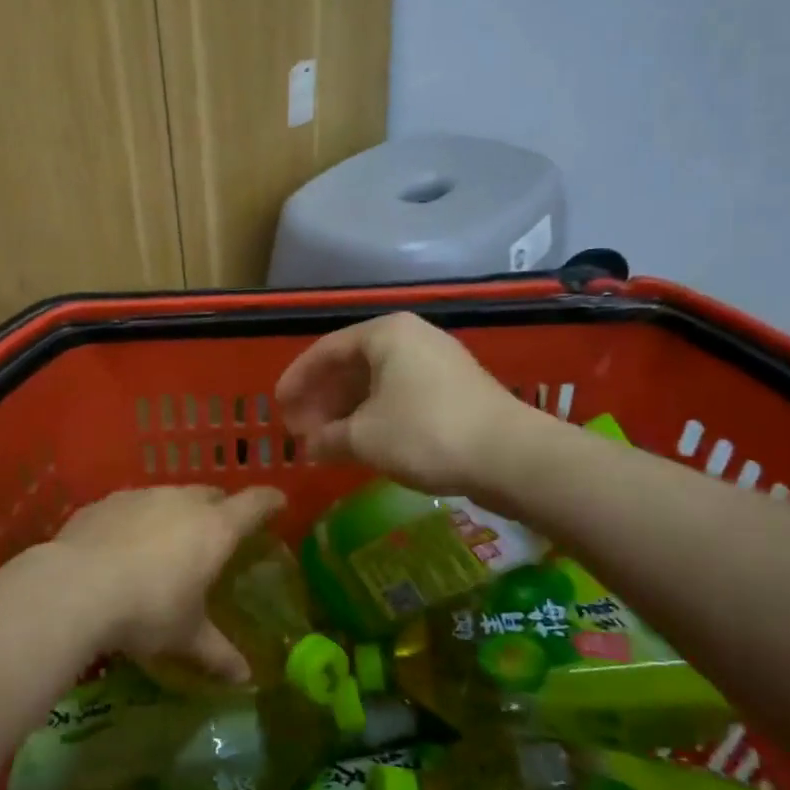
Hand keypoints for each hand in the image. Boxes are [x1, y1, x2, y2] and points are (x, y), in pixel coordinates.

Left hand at [52, 485, 284, 682]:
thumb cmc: (148, 610)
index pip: (254, 504)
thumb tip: (246, 678)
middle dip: (219, 507)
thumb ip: (217, 652)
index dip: (269, 501)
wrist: (76, 587)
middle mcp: (181, 502)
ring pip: (169, 496)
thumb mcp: (186, 637)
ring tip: (168, 540)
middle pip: (211, 494)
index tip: (278, 502)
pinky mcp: (106, 502)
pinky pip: (131, 505)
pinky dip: (136, 519)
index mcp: (214, 529)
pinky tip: (123, 544)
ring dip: (175, 512)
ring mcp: (141, 496)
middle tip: (219, 529)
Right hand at [275, 311, 537, 494]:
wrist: (511, 456)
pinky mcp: (456, 389)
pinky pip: (401, 394)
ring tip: (327, 440)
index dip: (298, 379)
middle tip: (301, 428)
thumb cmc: (425, 434)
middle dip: (323, 398)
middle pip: (352, 364)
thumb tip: (309, 446)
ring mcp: (438, 362)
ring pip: (378, 382)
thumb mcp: (364, 438)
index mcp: (386, 334)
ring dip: (348, 410)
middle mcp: (412, 337)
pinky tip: (364, 441)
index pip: (326, 350)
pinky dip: (376, 415)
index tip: (278, 406)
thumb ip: (327, 438)